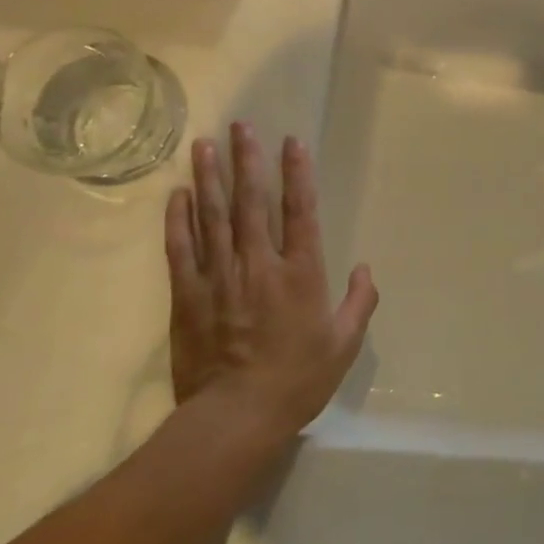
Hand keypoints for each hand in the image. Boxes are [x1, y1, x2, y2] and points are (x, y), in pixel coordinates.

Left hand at [163, 123, 377, 433]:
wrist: (235, 417)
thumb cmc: (297, 380)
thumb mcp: (343, 344)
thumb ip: (359, 302)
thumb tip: (366, 269)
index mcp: (300, 272)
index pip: (300, 210)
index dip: (297, 173)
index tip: (291, 142)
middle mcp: (259, 264)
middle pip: (251, 202)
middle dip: (247, 160)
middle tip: (241, 126)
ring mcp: (219, 276)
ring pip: (213, 216)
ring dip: (209, 178)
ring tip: (204, 144)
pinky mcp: (188, 295)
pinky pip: (181, 249)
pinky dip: (178, 219)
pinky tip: (176, 194)